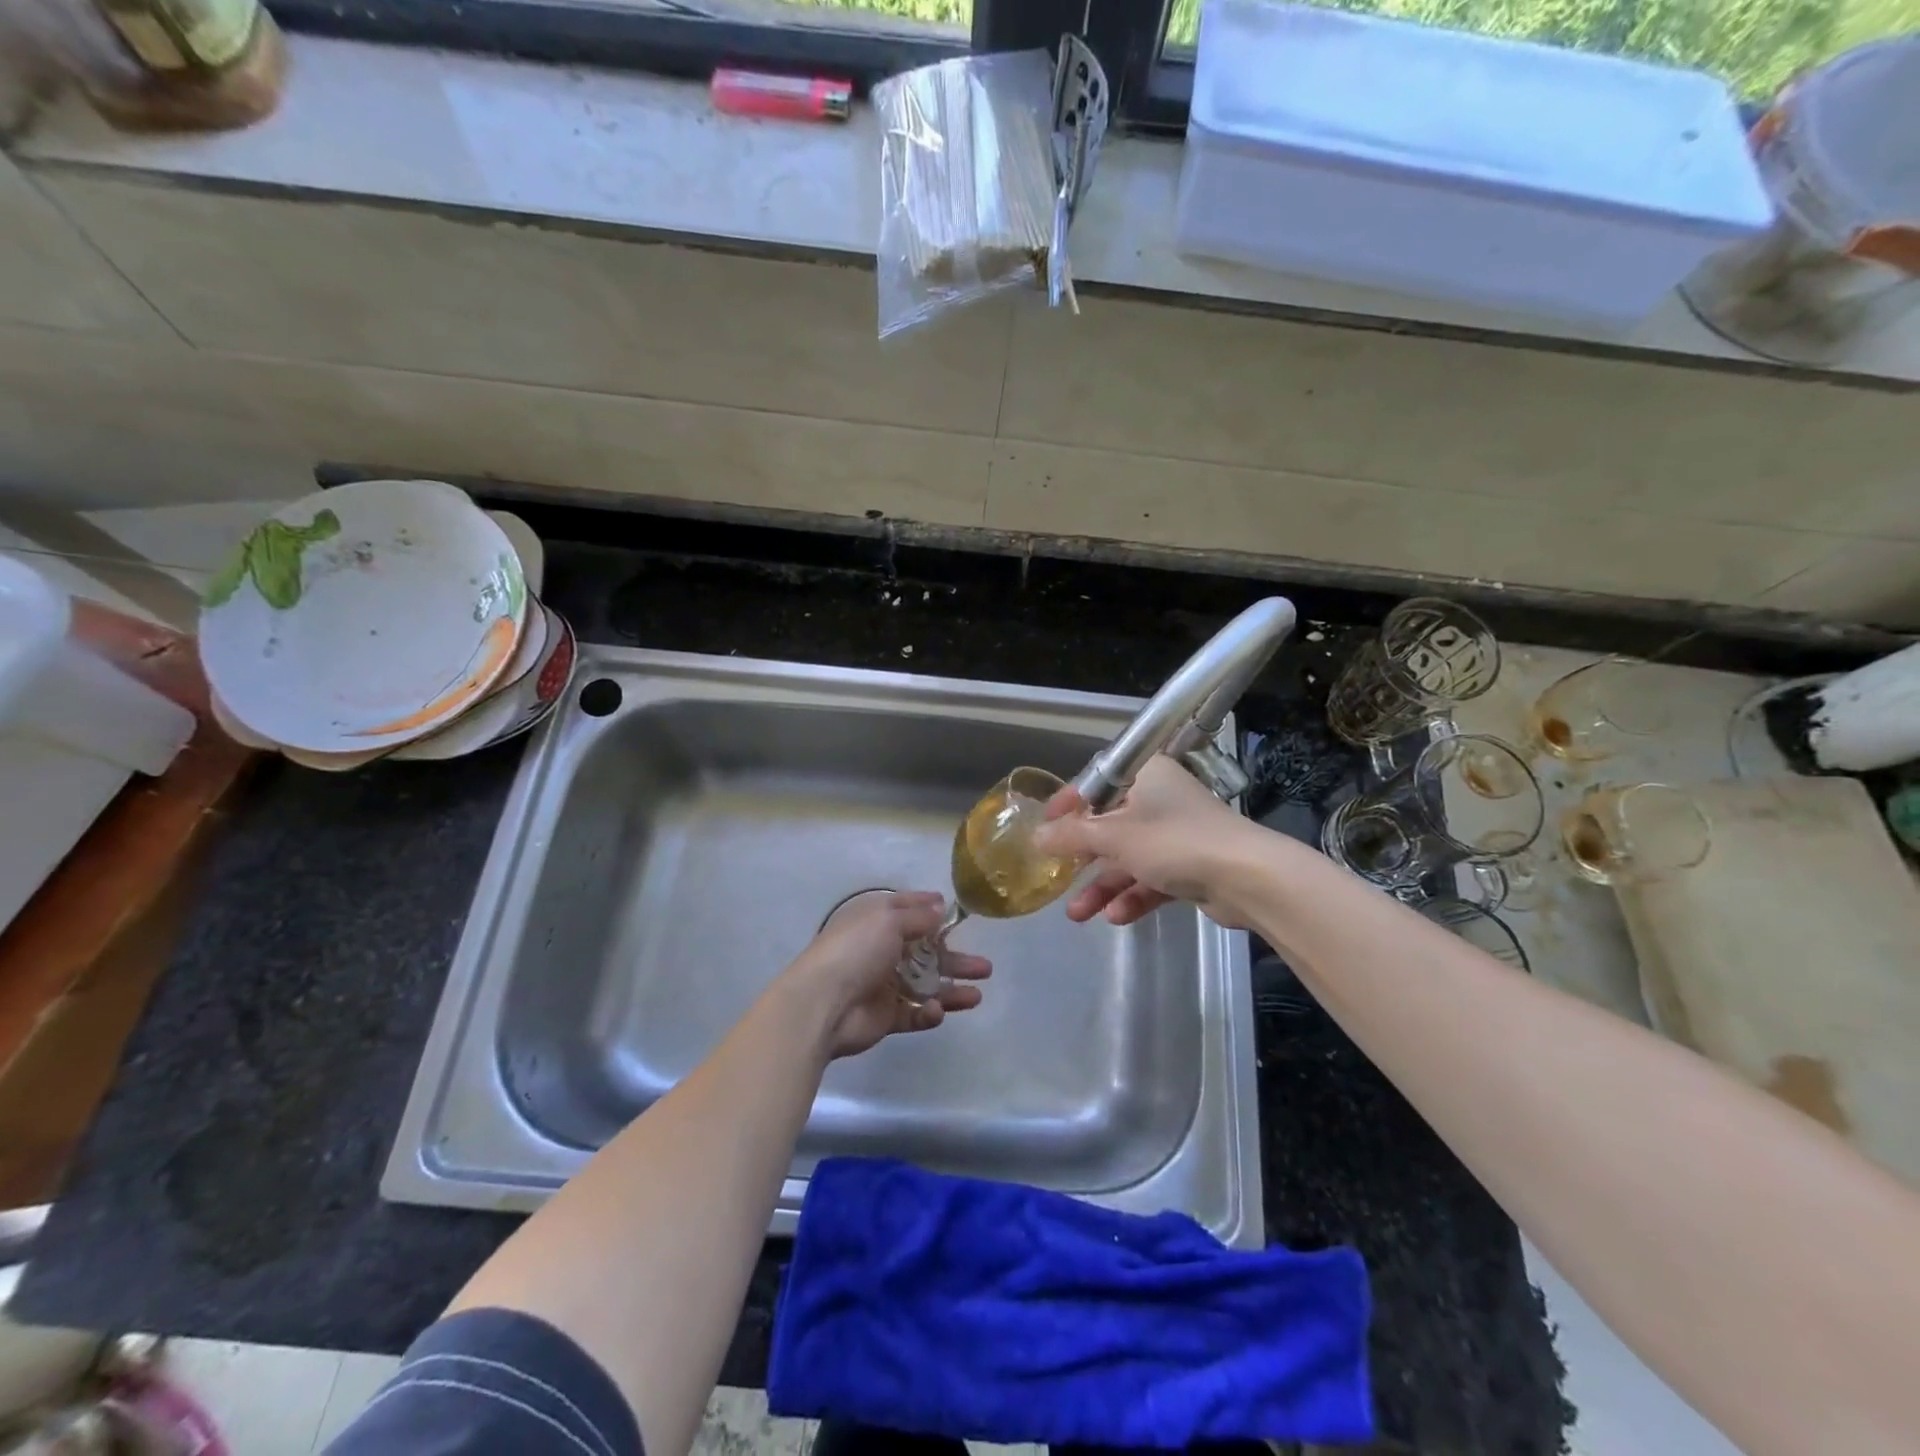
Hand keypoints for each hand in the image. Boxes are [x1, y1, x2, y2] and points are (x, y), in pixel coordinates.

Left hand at [780, 890, 990, 1059]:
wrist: (823, 1004)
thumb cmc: (856, 951)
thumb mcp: (888, 920)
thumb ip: (918, 916)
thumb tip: (939, 906)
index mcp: (876, 922)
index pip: (907, 910)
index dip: (929, 908)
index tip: (953, 911)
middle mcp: (881, 950)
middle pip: (926, 953)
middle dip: (954, 958)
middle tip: (985, 967)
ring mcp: (883, 985)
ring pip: (925, 986)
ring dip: (952, 989)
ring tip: (978, 994)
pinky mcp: (885, 1017)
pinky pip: (914, 1014)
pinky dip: (929, 1013)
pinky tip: (939, 1011)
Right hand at [1033, 756, 1253, 926]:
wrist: (1248, 878)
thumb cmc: (1173, 841)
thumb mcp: (1114, 836)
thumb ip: (1071, 836)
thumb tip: (1035, 837)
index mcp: (1145, 775)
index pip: (1097, 782)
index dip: (1069, 803)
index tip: (1044, 824)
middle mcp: (1161, 799)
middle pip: (1111, 825)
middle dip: (1083, 857)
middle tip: (1056, 875)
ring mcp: (1177, 835)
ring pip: (1130, 858)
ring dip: (1104, 885)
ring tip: (1077, 914)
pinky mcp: (1191, 867)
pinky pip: (1152, 878)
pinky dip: (1133, 896)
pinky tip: (1115, 917)